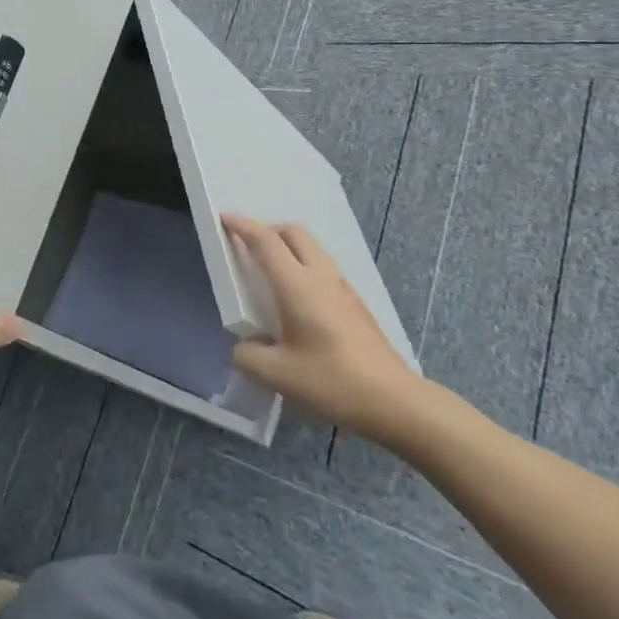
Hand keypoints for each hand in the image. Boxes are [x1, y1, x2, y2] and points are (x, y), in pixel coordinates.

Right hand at [224, 215, 423, 442]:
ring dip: (289, 248)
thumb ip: (248, 355)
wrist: (394, 401)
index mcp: (297, 285)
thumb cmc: (331, 381)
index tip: (225, 218)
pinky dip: (304, 266)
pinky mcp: (356, 304)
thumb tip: (244, 345)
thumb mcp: (277, 374)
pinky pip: (323, 268)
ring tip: (271, 272)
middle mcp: (321, 277)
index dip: (243, 226)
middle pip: (294, 233)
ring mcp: (343, 288)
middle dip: (268, 229)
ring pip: (312, 249)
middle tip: (249, 246)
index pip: (266, 241)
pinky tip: (297, 299)